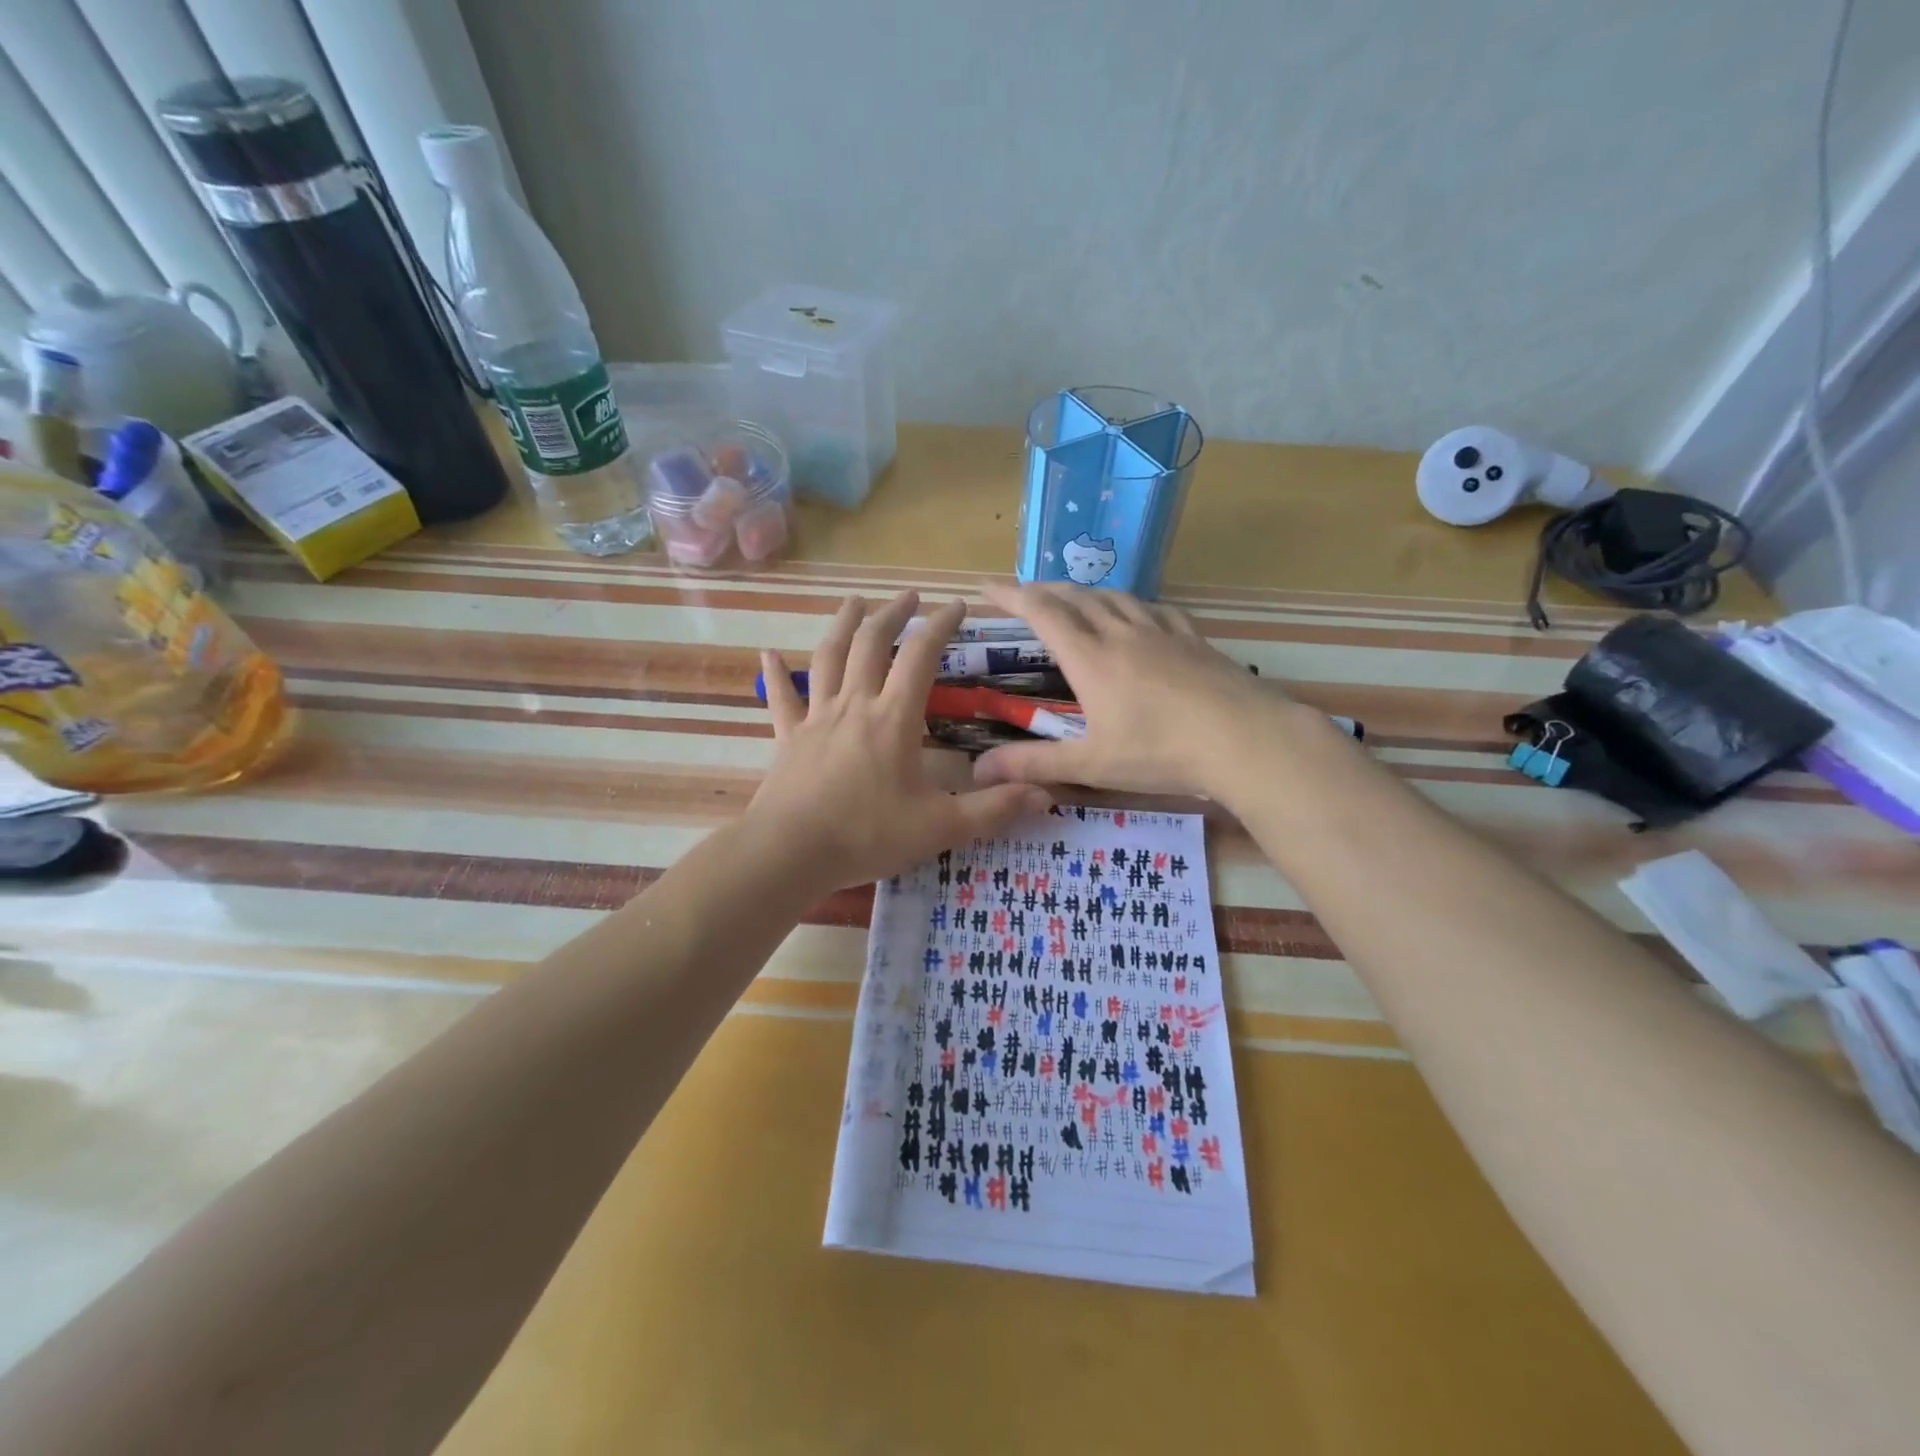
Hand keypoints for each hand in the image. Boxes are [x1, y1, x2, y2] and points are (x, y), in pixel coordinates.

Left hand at [749, 593, 1050, 892]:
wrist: (790, 853)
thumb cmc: (867, 835)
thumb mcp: (940, 827)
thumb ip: (993, 809)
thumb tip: (1046, 794)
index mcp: (893, 718)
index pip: (921, 655)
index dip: (941, 624)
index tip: (958, 605)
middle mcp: (854, 705)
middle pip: (871, 643)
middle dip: (893, 614)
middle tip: (909, 596)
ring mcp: (816, 718)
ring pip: (828, 657)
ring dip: (843, 625)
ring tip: (854, 602)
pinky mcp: (789, 738)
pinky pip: (781, 699)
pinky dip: (775, 674)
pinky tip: (767, 655)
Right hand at [971, 582, 1306, 799]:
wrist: (1244, 739)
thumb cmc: (1162, 752)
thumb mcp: (1092, 765)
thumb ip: (1034, 764)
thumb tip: (978, 770)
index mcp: (1091, 658)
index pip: (1042, 612)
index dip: (1011, 596)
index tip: (987, 587)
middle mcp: (1121, 633)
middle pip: (1075, 596)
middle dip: (1043, 590)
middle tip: (1022, 592)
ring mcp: (1161, 631)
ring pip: (1114, 597)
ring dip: (1084, 592)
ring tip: (1071, 598)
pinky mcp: (1193, 638)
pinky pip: (1154, 609)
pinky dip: (1130, 604)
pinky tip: (1136, 615)